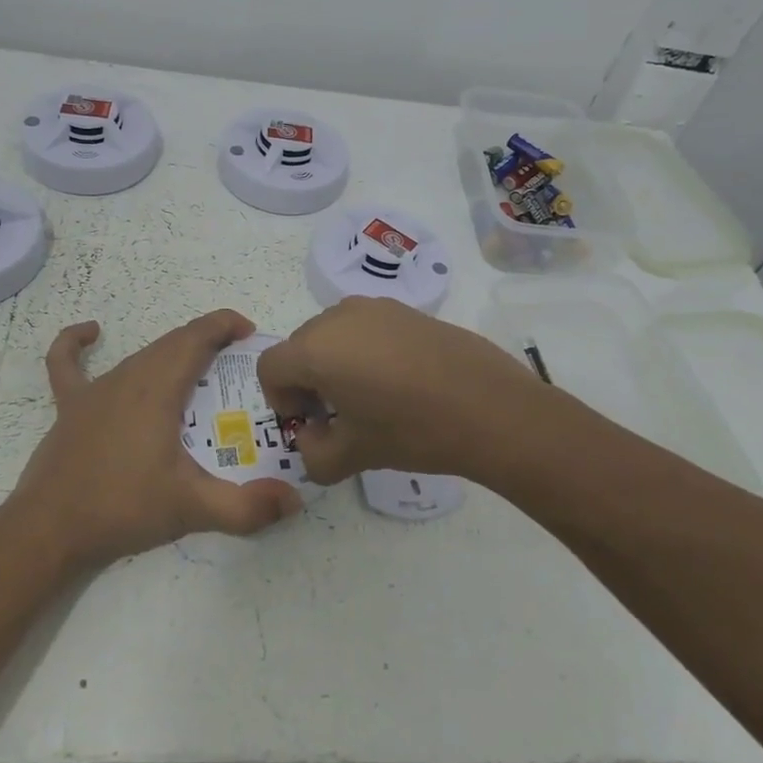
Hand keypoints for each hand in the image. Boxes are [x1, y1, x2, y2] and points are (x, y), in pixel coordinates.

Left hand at [3, 310, 303, 569]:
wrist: (48, 530)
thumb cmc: (122, 508)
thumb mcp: (191, 508)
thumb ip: (246, 507)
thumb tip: (294, 501)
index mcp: (158, 388)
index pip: (196, 337)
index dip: (224, 324)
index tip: (250, 332)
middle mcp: (128, 376)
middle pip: (172, 343)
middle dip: (207, 342)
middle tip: (235, 364)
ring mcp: (94, 390)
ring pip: (140, 355)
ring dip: (171, 353)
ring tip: (197, 371)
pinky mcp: (70, 407)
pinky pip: (68, 364)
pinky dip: (76, 344)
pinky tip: (90, 333)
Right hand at [256, 296, 546, 485]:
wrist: (491, 408)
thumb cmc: (413, 430)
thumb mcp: (354, 455)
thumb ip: (314, 454)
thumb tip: (310, 438)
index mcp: (316, 349)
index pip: (271, 367)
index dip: (279, 399)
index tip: (309, 423)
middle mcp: (338, 317)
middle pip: (300, 346)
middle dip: (306, 381)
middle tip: (335, 415)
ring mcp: (376, 307)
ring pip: (333, 333)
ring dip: (334, 362)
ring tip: (367, 397)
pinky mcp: (406, 310)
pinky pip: (366, 327)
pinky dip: (364, 350)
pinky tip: (398, 381)